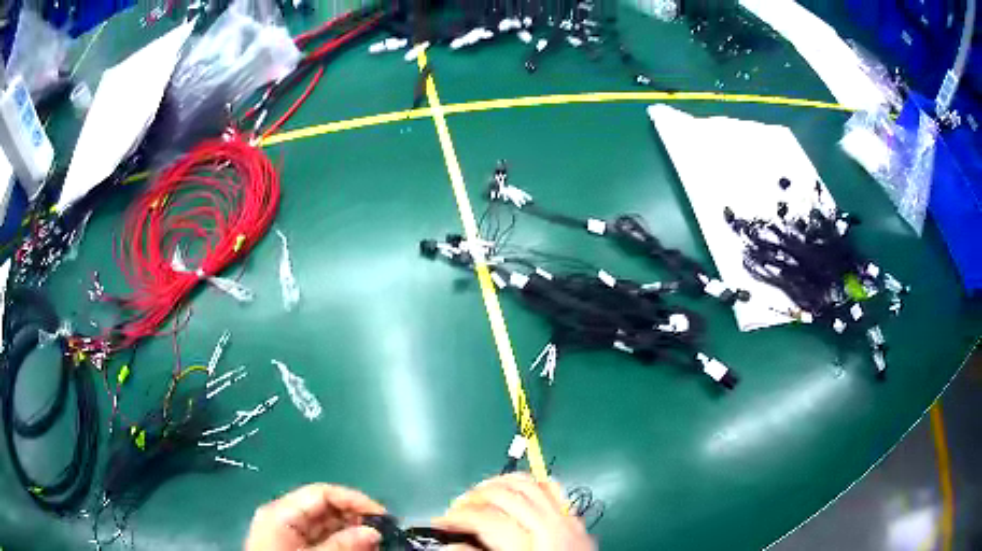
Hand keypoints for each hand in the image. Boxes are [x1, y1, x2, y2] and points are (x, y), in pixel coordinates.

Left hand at [245, 483, 385, 550]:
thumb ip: (341, 546)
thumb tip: (374, 531)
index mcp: (282, 512)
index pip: (322, 493)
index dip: (354, 500)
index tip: (383, 516)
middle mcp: (285, 518)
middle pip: (326, 508)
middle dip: (356, 519)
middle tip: (384, 535)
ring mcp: (289, 534)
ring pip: (327, 526)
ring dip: (353, 533)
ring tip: (377, 545)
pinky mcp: (294, 548)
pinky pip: (323, 540)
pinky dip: (343, 544)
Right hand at [433, 473, 595, 550]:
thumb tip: (449, 546)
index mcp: (530, 548)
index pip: (487, 520)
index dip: (458, 518)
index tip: (440, 522)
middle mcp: (550, 527)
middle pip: (506, 497)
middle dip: (474, 497)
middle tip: (457, 508)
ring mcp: (567, 520)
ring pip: (530, 484)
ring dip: (499, 483)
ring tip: (480, 491)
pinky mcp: (576, 519)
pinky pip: (553, 488)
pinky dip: (531, 482)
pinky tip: (515, 487)